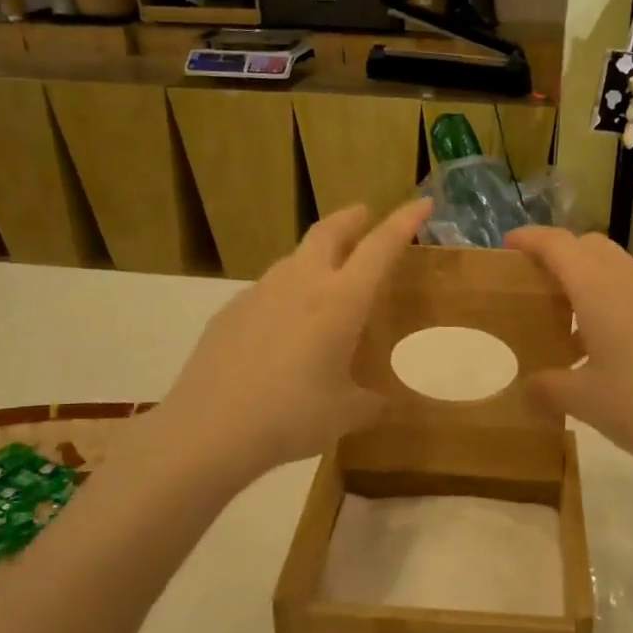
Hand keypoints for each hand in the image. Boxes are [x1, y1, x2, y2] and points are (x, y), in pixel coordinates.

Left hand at [158, 199, 432, 484]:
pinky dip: (286, 290)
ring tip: (327, 274)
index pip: (380, 247)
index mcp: (340, 301)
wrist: (210, 428)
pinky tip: (283, 324)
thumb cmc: (292, 416)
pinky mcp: (231, 310)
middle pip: (328, 231)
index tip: (422, 203)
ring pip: (295, 258)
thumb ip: (373, 403)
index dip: (404, 221)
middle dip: (351, 218)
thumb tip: (387, 404)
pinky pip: (268, 289)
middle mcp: (301, 283)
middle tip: (364, 215)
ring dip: (316, 254)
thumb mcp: (346, 414)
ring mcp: (261, 292)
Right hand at [505, 226, 632, 474]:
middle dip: (560, 254)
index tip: (508, 246)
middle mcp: (630, 279)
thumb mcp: (584, 401)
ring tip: (569, 318)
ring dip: (589, 277)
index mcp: (599, 289)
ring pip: (616, 266)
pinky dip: (613, 298)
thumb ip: (547, 389)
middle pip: (589, 246)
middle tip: (536, 283)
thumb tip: (526, 389)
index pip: (558, 245)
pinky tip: (609, 342)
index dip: (530, 240)